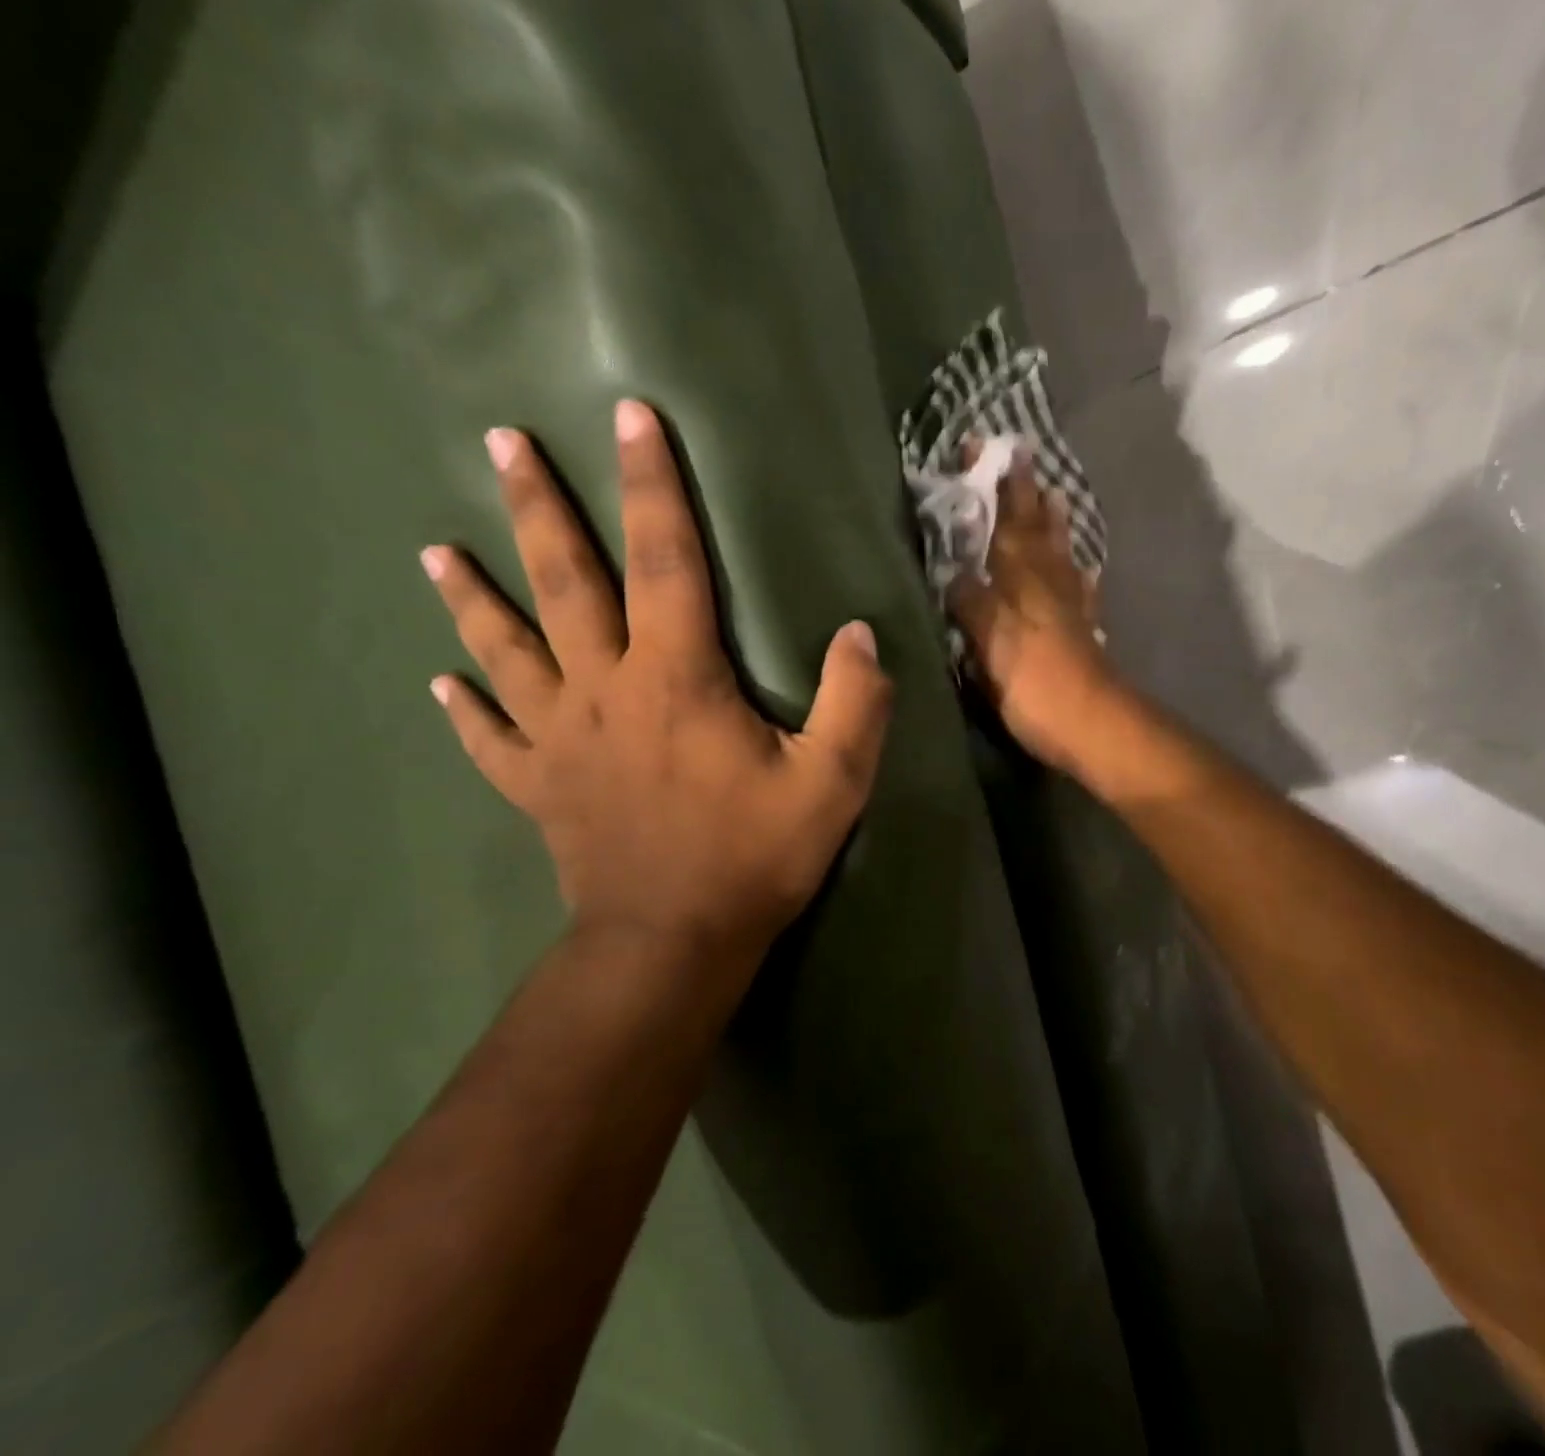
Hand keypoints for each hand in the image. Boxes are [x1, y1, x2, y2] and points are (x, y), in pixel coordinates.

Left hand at [422, 401, 892, 958]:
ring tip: (437, 550)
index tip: (629, 416)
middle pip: (563, 583)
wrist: (673, 942)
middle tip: (502, 441)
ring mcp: (560, 739)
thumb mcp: (833, 782)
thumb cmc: (755, 856)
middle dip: (537, 507)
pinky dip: (465, 710)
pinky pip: (492, 740)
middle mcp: (604, 690)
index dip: (651, 485)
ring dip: (472, 597)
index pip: (663, 559)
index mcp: (676, 678)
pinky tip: (439, 685)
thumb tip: (858, 634)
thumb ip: (855, 702)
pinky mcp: (539, 787)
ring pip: (506, 651)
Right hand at [948, 458, 1121, 773]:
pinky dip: (1078, 574)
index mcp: (1019, 577)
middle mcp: (1047, 581)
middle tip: (1021, 457)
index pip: (1002, 518)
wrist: (1090, 724)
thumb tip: (954, 572)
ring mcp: (1070, 605)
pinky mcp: (1083, 633)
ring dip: (1054, 523)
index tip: (980, 448)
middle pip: (1035, 527)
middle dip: (1024, 492)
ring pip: (1060, 552)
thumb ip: (969, 602)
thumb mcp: (988, 639)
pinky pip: (1080, 591)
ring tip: (1054, 496)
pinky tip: (1082, 570)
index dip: (991, 485)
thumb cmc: (1033, 681)